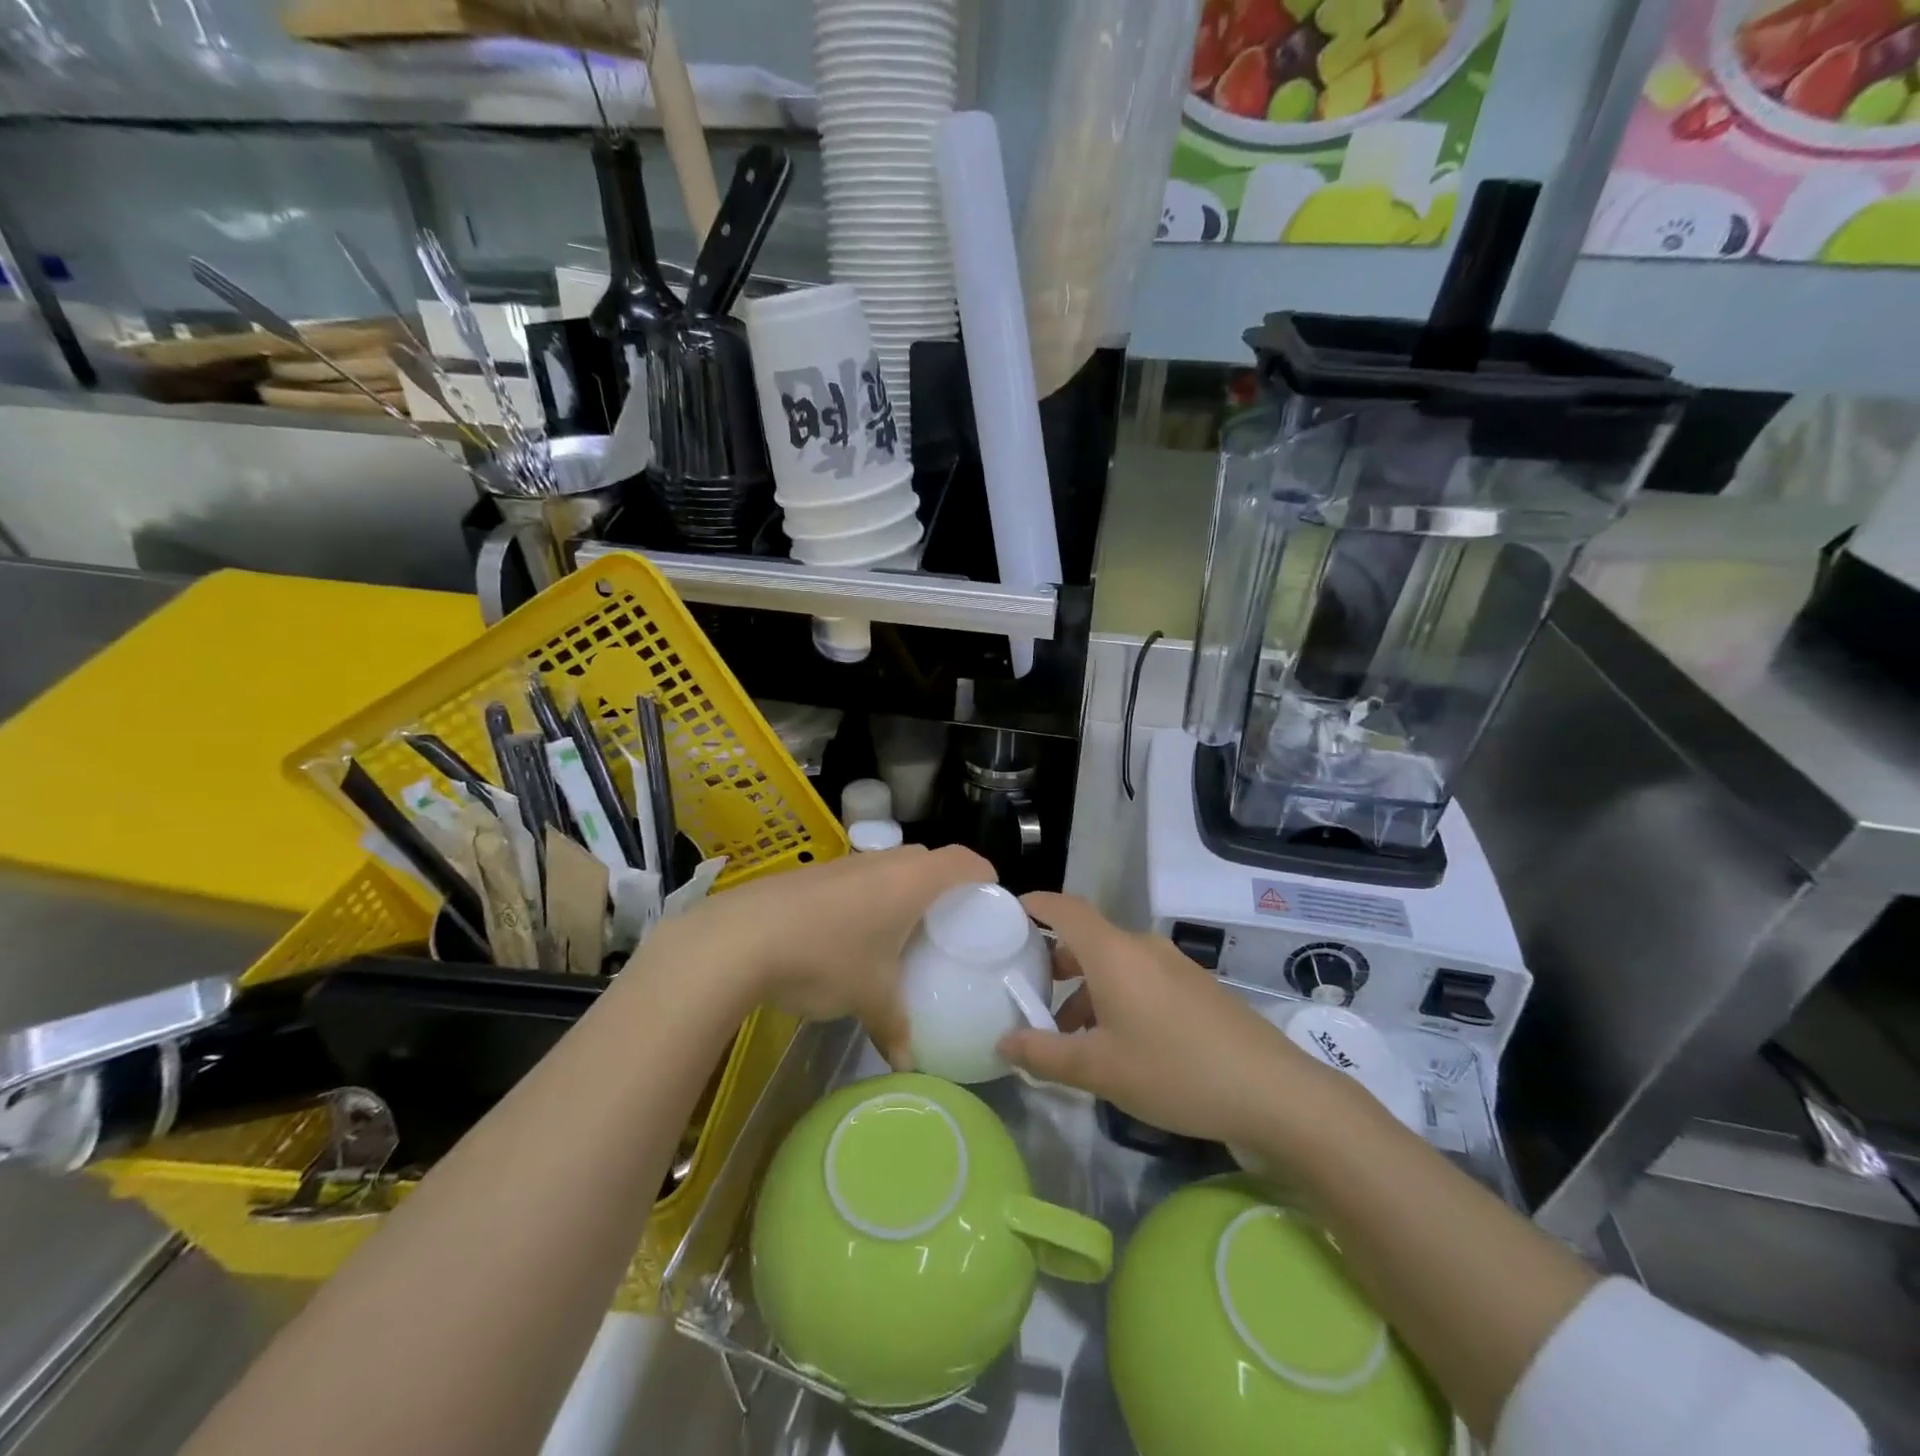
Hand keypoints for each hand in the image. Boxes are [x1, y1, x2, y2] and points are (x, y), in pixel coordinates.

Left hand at [649, 845, 991, 1063]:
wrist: (740, 937)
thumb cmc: (826, 957)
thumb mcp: (869, 998)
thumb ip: (895, 1027)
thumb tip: (907, 1064)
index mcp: (912, 881)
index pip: (964, 861)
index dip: (984, 876)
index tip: (989, 903)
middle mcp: (883, 861)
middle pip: (928, 860)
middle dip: (943, 886)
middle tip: (945, 926)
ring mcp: (844, 863)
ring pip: (888, 867)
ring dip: (899, 892)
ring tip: (898, 933)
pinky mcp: (812, 874)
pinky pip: (856, 878)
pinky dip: (865, 898)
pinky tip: (848, 936)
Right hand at [998, 892, 1312, 1146]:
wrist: (1273, 1091)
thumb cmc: (1175, 1071)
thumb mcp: (1100, 1070)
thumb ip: (1044, 1054)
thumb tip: (1003, 1042)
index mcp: (1114, 953)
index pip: (1066, 909)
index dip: (1036, 906)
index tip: (1010, 915)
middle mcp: (1143, 947)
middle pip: (1088, 939)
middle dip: (1056, 964)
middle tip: (1031, 995)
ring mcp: (1174, 965)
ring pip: (1115, 964)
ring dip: (1087, 990)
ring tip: (1071, 1037)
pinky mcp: (1196, 987)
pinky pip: (1141, 978)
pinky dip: (1117, 998)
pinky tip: (1118, 1044)